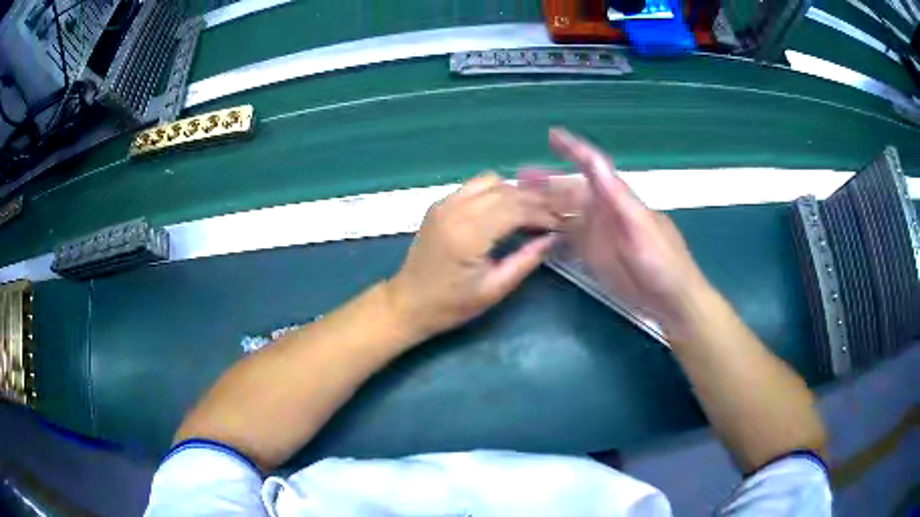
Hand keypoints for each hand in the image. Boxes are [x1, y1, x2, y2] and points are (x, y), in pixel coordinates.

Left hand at [386, 173, 560, 342]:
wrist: (407, 302)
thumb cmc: (450, 305)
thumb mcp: (493, 289)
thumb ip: (525, 260)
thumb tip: (552, 237)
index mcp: (468, 234)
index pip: (516, 209)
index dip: (543, 214)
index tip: (562, 224)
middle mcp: (455, 209)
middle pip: (507, 191)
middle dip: (535, 201)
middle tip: (555, 216)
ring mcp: (444, 203)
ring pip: (491, 181)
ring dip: (516, 193)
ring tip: (532, 212)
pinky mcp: (440, 204)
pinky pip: (475, 186)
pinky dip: (496, 191)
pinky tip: (506, 209)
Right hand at [519, 128, 714, 339]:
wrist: (672, 299)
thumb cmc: (662, 261)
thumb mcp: (640, 225)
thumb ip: (616, 195)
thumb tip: (592, 161)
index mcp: (617, 198)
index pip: (592, 167)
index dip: (573, 150)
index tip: (552, 136)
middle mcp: (604, 212)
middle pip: (571, 191)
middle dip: (546, 183)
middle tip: (517, 181)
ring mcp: (597, 235)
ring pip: (566, 214)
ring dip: (543, 207)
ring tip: (518, 204)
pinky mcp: (593, 256)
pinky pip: (568, 240)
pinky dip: (551, 234)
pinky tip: (534, 234)